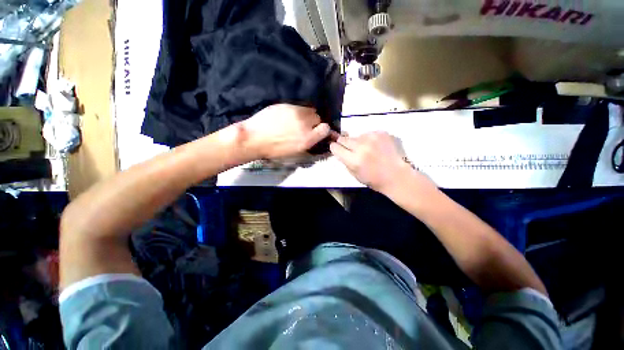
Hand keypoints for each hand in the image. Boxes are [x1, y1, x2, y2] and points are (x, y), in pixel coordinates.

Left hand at [242, 104, 329, 159]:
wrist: (254, 139)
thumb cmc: (274, 150)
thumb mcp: (295, 152)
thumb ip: (308, 142)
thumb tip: (315, 135)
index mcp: (307, 139)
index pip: (325, 128)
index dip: (322, 129)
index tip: (317, 130)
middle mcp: (304, 124)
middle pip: (318, 117)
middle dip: (313, 122)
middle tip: (304, 126)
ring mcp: (295, 112)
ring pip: (308, 110)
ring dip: (306, 115)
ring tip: (296, 120)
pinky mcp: (286, 105)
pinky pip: (297, 106)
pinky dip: (296, 111)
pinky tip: (286, 116)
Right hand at [330, 131, 434, 193]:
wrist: (397, 175)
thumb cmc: (374, 179)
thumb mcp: (354, 174)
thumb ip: (345, 161)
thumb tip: (340, 150)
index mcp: (354, 159)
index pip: (335, 147)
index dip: (335, 148)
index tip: (338, 149)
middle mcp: (361, 146)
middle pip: (343, 139)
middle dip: (344, 143)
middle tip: (351, 149)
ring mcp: (372, 138)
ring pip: (356, 136)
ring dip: (358, 142)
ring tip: (368, 150)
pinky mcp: (381, 133)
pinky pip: (368, 133)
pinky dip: (369, 140)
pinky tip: (376, 147)